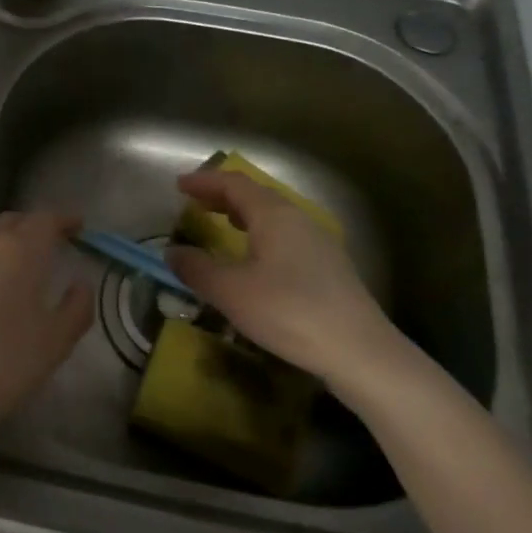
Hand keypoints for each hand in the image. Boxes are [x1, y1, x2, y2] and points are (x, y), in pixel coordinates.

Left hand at [0, 211, 93, 465]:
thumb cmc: (2, 367)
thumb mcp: (55, 343)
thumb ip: (76, 307)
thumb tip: (80, 285)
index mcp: (17, 252)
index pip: (44, 220)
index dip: (63, 220)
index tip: (77, 226)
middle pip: (10, 223)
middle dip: (31, 227)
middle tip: (48, 243)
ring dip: (1, 247)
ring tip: (14, 271)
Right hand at [165, 170, 424, 405]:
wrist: (359, 350)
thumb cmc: (288, 311)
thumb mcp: (231, 292)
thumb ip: (197, 268)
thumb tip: (172, 252)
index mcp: (274, 215)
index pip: (234, 184)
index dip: (204, 181)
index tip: (179, 186)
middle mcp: (298, 219)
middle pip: (255, 195)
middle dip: (222, 196)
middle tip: (195, 203)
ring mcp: (318, 242)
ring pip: (273, 216)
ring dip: (242, 215)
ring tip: (220, 225)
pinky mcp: (328, 266)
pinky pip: (284, 236)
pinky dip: (259, 235)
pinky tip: (253, 259)